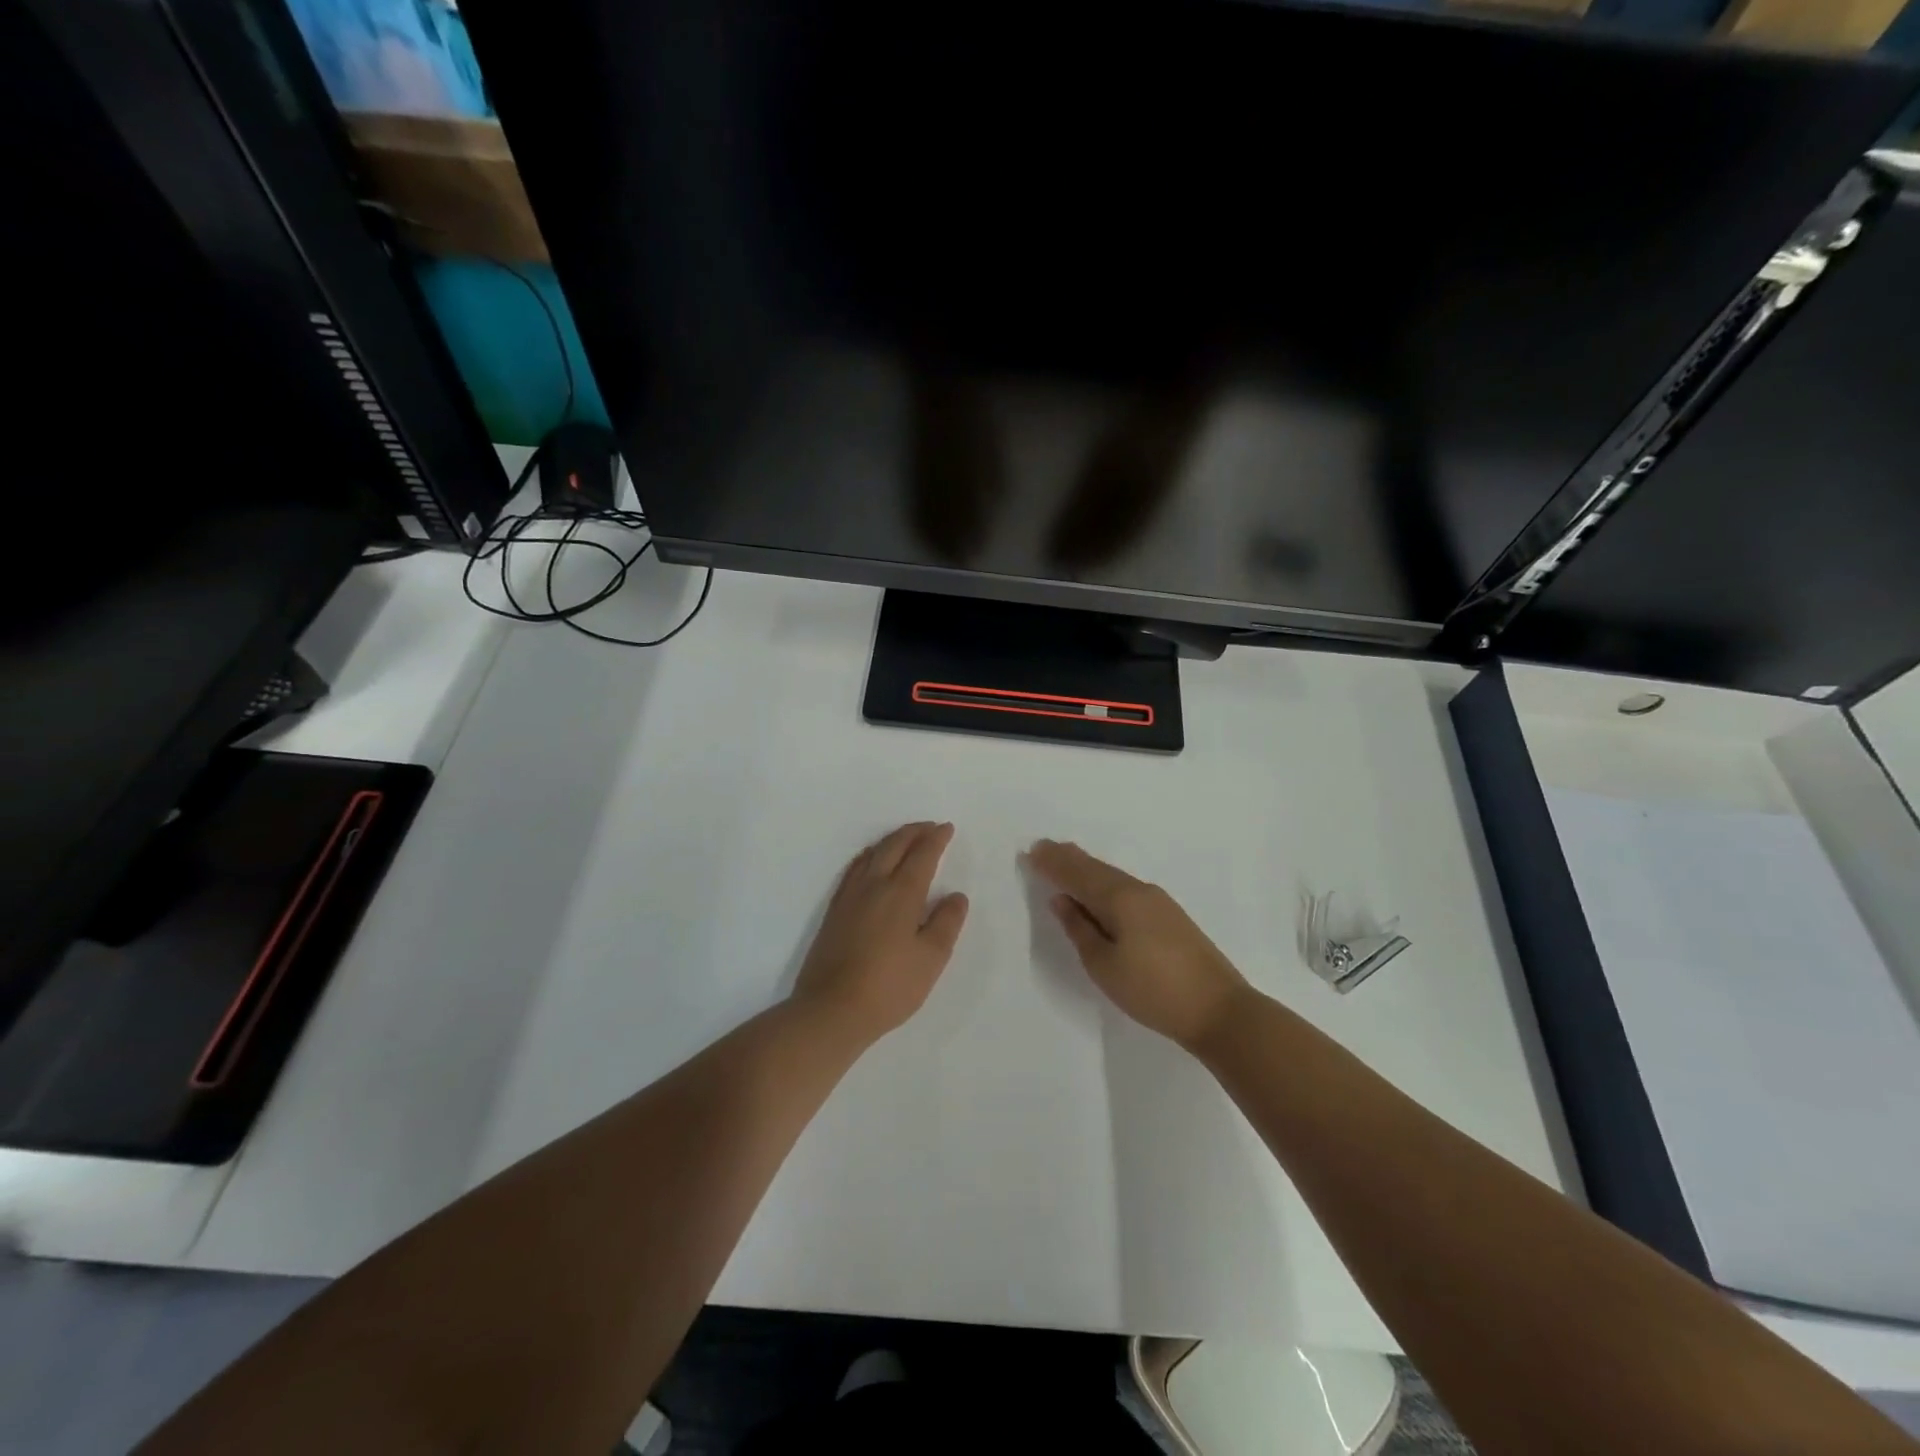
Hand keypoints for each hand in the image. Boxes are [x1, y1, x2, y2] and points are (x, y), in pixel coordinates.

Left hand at [792, 822, 969, 1045]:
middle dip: (914, 832)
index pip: (922, 855)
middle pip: (894, 846)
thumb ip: (946, 923)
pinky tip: (870, 862)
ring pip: (872, 854)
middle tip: (929, 827)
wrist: (831, 1009)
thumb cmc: (889, 986)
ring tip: (905, 838)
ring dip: (892, 840)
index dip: (936, 839)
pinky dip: (869, 855)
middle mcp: (874, 885)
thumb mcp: (931, 958)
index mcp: (901, 893)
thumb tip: (955, 895)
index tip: (946, 828)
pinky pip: (854, 868)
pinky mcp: (834, 911)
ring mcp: (849, 896)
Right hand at [1028, 839, 1251, 1051]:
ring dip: (1087, 868)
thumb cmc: (1153, 990)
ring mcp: (1158, 902)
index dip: (1053, 864)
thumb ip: (1079, 929)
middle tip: (1044, 847)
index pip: (1077, 874)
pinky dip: (1104, 881)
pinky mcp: (1170, 916)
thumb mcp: (1104, 966)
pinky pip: (1126, 887)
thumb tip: (1062, 900)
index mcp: (1119, 899)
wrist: (1218, 1009)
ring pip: (1113, 876)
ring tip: (1066, 860)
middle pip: (1096, 869)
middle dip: (1068, 859)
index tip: (1031, 852)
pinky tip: (1100, 888)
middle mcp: (1139, 890)